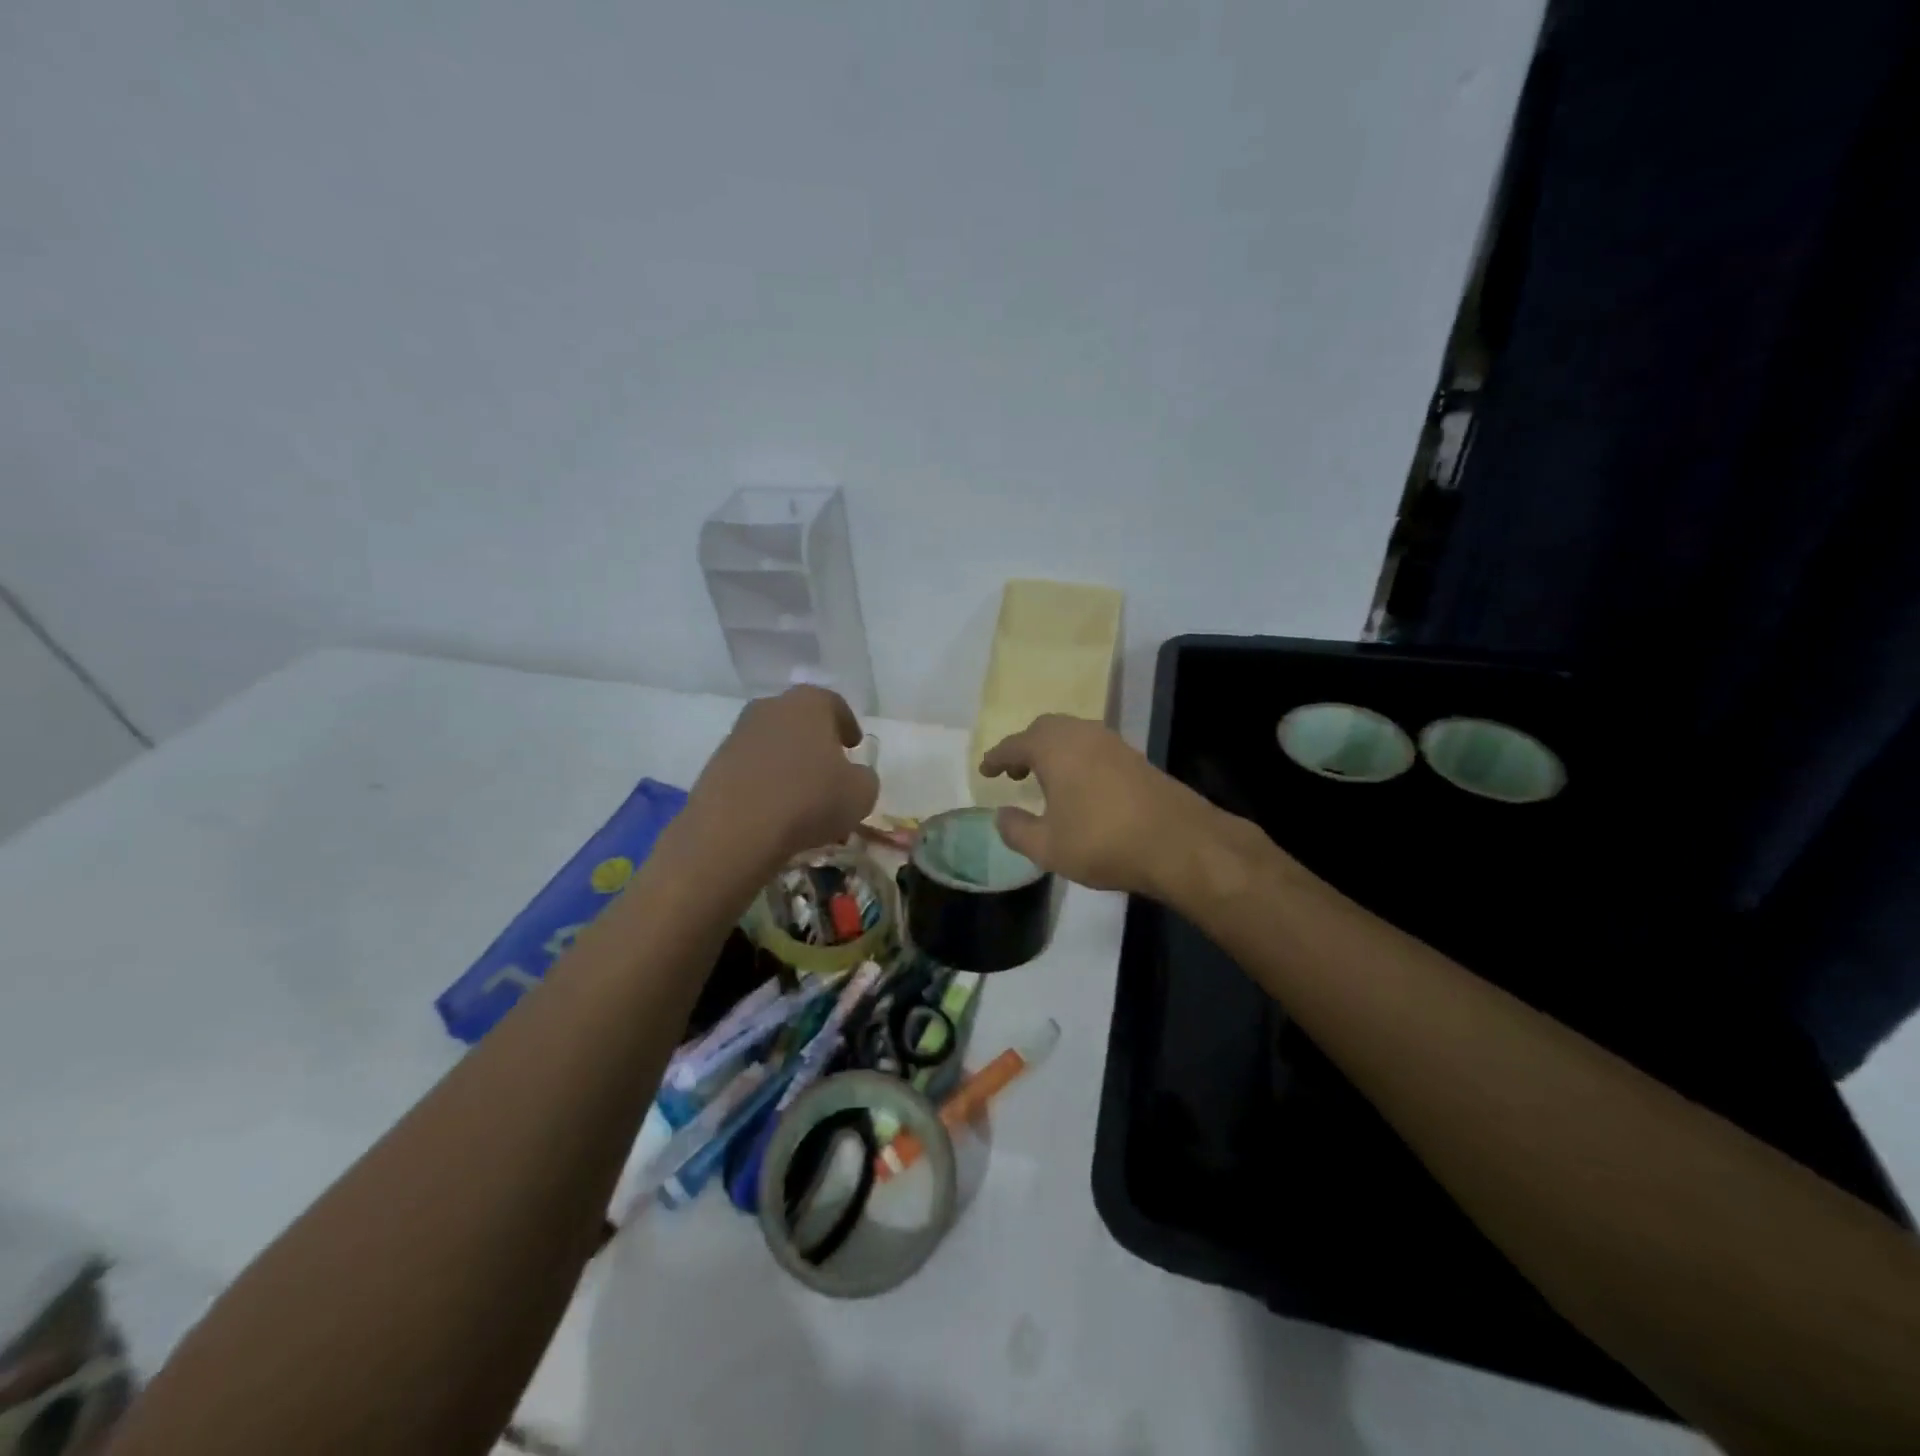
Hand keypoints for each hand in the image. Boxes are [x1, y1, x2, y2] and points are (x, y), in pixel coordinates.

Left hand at [683, 687, 878, 871]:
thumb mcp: (861, 794)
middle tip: (829, 769)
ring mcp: (738, 733)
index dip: (847, 725)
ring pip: (773, 743)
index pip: (834, 704)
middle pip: (800, 720)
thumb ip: (864, 778)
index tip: (853, 746)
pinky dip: (765, 781)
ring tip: (802, 797)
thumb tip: (854, 776)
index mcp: (809, 703)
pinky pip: (751, 767)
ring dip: (788, 763)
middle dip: (815, 742)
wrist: (735, 830)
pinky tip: (775, 809)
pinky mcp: (716, 763)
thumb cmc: (810, 801)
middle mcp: (771, 707)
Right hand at [979, 715, 1227, 898]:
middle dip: (1025, 747)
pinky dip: (1076, 758)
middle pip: (1045, 729)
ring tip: (1045, 780)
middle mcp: (1081, 734)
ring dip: (1053, 751)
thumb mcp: (1047, 847)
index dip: (996, 757)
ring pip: (1072, 734)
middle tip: (1014, 773)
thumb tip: (1001, 815)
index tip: (985, 771)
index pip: (1014, 744)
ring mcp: (1112, 742)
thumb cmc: (1102, 842)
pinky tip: (1080, 786)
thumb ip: (1016, 830)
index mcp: (1054, 748)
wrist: (1179, 842)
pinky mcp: (1135, 757)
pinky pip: (1093, 746)